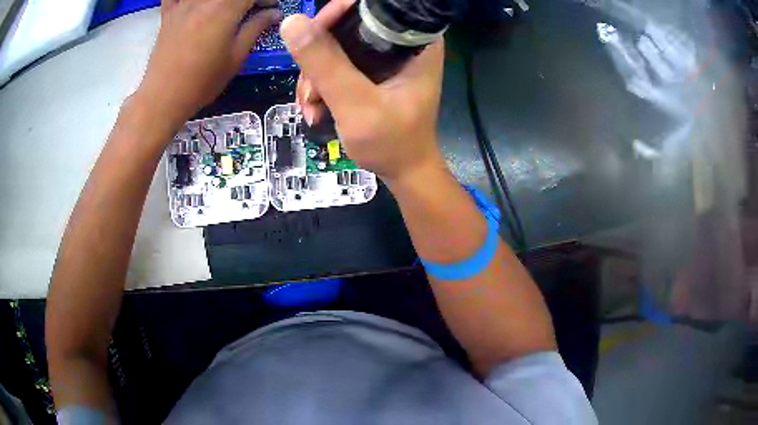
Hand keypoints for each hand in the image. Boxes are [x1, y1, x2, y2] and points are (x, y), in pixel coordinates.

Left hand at [137, 0, 280, 123]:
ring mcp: (183, 3)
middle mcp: (204, 0)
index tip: (271, 8)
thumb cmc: (201, 81)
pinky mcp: (168, 12)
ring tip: (226, 10)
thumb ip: (255, 28)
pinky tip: (195, 5)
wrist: (163, 98)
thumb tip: (273, 13)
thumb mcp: (235, 57)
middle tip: (249, 10)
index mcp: (225, 8)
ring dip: (222, 1)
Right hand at [280, 0, 444, 183]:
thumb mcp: (355, 104)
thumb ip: (325, 63)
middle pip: (346, 26)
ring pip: (335, 47)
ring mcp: (385, 58)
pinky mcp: (372, 71)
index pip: (368, 7)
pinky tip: (316, 109)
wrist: (404, 172)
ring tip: (311, 108)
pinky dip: (321, 84)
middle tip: (310, 91)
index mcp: (413, 41)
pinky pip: (337, 64)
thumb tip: (291, 22)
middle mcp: (400, 42)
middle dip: (317, 56)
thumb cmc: (391, 143)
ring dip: (315, 76)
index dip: (333, 16)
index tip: (308, 40)